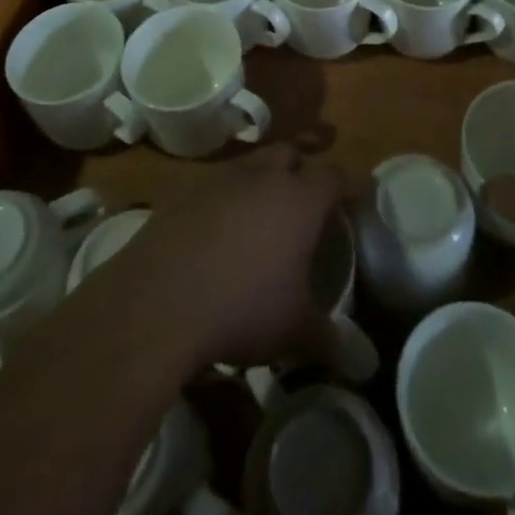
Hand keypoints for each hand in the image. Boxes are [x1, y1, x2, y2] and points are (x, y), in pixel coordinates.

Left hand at [103, 146, 346, 370]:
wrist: (159, 301)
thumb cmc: (243, 308)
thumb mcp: (293, 330)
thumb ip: (328, 338)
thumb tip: (356, 359)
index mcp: (300, 199)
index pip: (334, 175)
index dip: (346, 187)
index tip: (350, 205)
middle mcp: (263, 176)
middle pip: (290, 154)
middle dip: (299, 173)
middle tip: (302, 207)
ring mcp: (220, 178)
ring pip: (250, 165)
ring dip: (258, 183)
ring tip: (257, 220)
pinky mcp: (184, 191)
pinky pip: (213, 185)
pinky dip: (221, 201)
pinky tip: (215, 235)